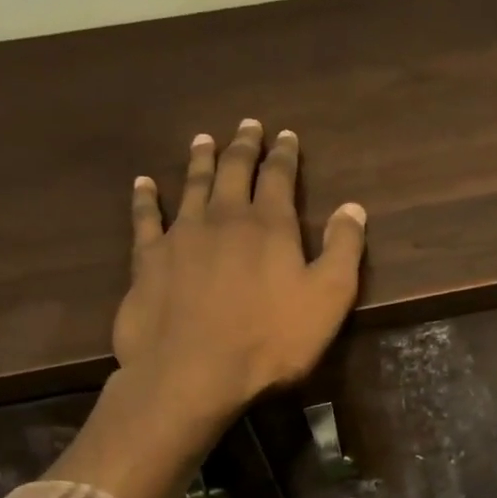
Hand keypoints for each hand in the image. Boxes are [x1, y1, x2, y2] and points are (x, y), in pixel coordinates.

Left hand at [113, 120, 366, 435]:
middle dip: (243, 146)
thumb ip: (343, 250)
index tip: (285, 135)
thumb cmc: (271, 340)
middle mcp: (224, 218)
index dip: (284, 154)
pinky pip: (146, 218)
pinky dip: (146, 198)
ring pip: (192, 185)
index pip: (279, 177)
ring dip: (200, 160)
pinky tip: (144, 183)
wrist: (193, 372)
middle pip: (234, 171)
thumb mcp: (328, 299)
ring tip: (203, 140)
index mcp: (270, 226)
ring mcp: (182, 235)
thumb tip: (353, 207)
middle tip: (247, 125)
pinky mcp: (149, 260)